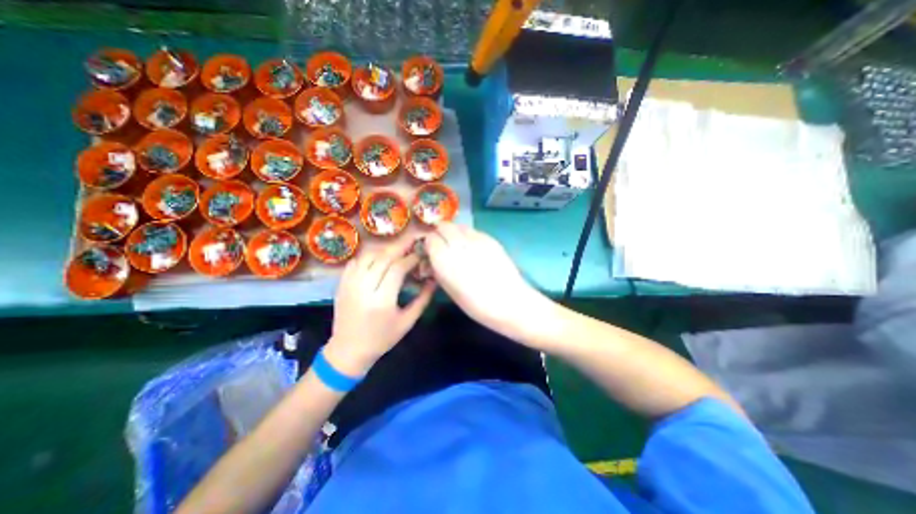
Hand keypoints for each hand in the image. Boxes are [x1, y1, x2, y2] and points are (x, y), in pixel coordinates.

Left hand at [324, 240, 434, 374]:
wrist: (348, 350)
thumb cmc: (382, 338)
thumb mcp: (407, 322)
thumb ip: (423, 299)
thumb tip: (433, 279)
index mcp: (382, 301)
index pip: (397, 268)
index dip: (411, 258)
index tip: (420, 254)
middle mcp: (363, 289)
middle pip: (383, 258)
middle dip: (400, 248)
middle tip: (412, 242)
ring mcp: (349, 285)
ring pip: (368, 256)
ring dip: (385, 250)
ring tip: (397, 250)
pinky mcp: (341, 284)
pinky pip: (356, 262)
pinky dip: (369, 256)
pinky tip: (378, 258)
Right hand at [428, 223, 545, 335]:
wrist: (509, 301)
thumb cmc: (475, 304)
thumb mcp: (449, 289)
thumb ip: (438, 269)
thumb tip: (432, 257)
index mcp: (445, 260)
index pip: (430, 238)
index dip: (429, 244)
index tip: (431, 250)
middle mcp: (459, 244)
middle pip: (444, 226)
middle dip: (440, 233)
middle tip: (442, 244)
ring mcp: (476, 239)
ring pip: (459, 226)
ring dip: (454, 232)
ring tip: (458, 245)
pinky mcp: (490, 239)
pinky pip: (473, 231)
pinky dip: (468, 236)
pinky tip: (473, 248)